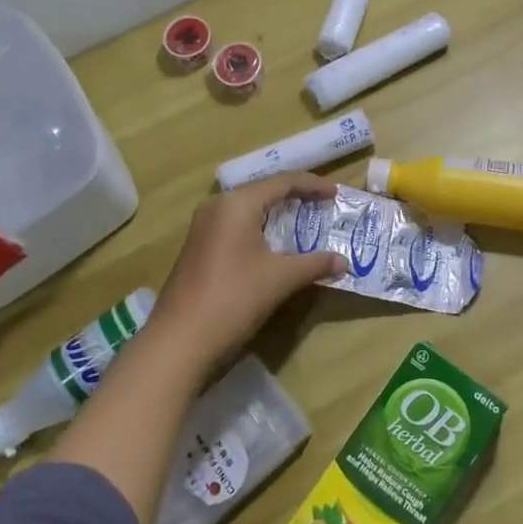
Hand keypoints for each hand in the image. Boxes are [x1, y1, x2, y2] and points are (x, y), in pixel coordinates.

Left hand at [146, 173, 345, 376]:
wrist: (179, 341)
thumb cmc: (234, 299)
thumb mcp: (281, 279)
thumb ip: (314, 264)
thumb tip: (343, 262)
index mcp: (237, 203)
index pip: (282, 182)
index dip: (312, 185)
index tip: (336, 194)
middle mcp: (217, 207)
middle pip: (263, 192)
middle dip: (294, 198)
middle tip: (322, 207)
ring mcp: (204, 228)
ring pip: (248, 211)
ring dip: (276, 216)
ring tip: (304, 224)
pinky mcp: (199, 248)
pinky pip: (236, 227)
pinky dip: (260, 230)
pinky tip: (275, 247)